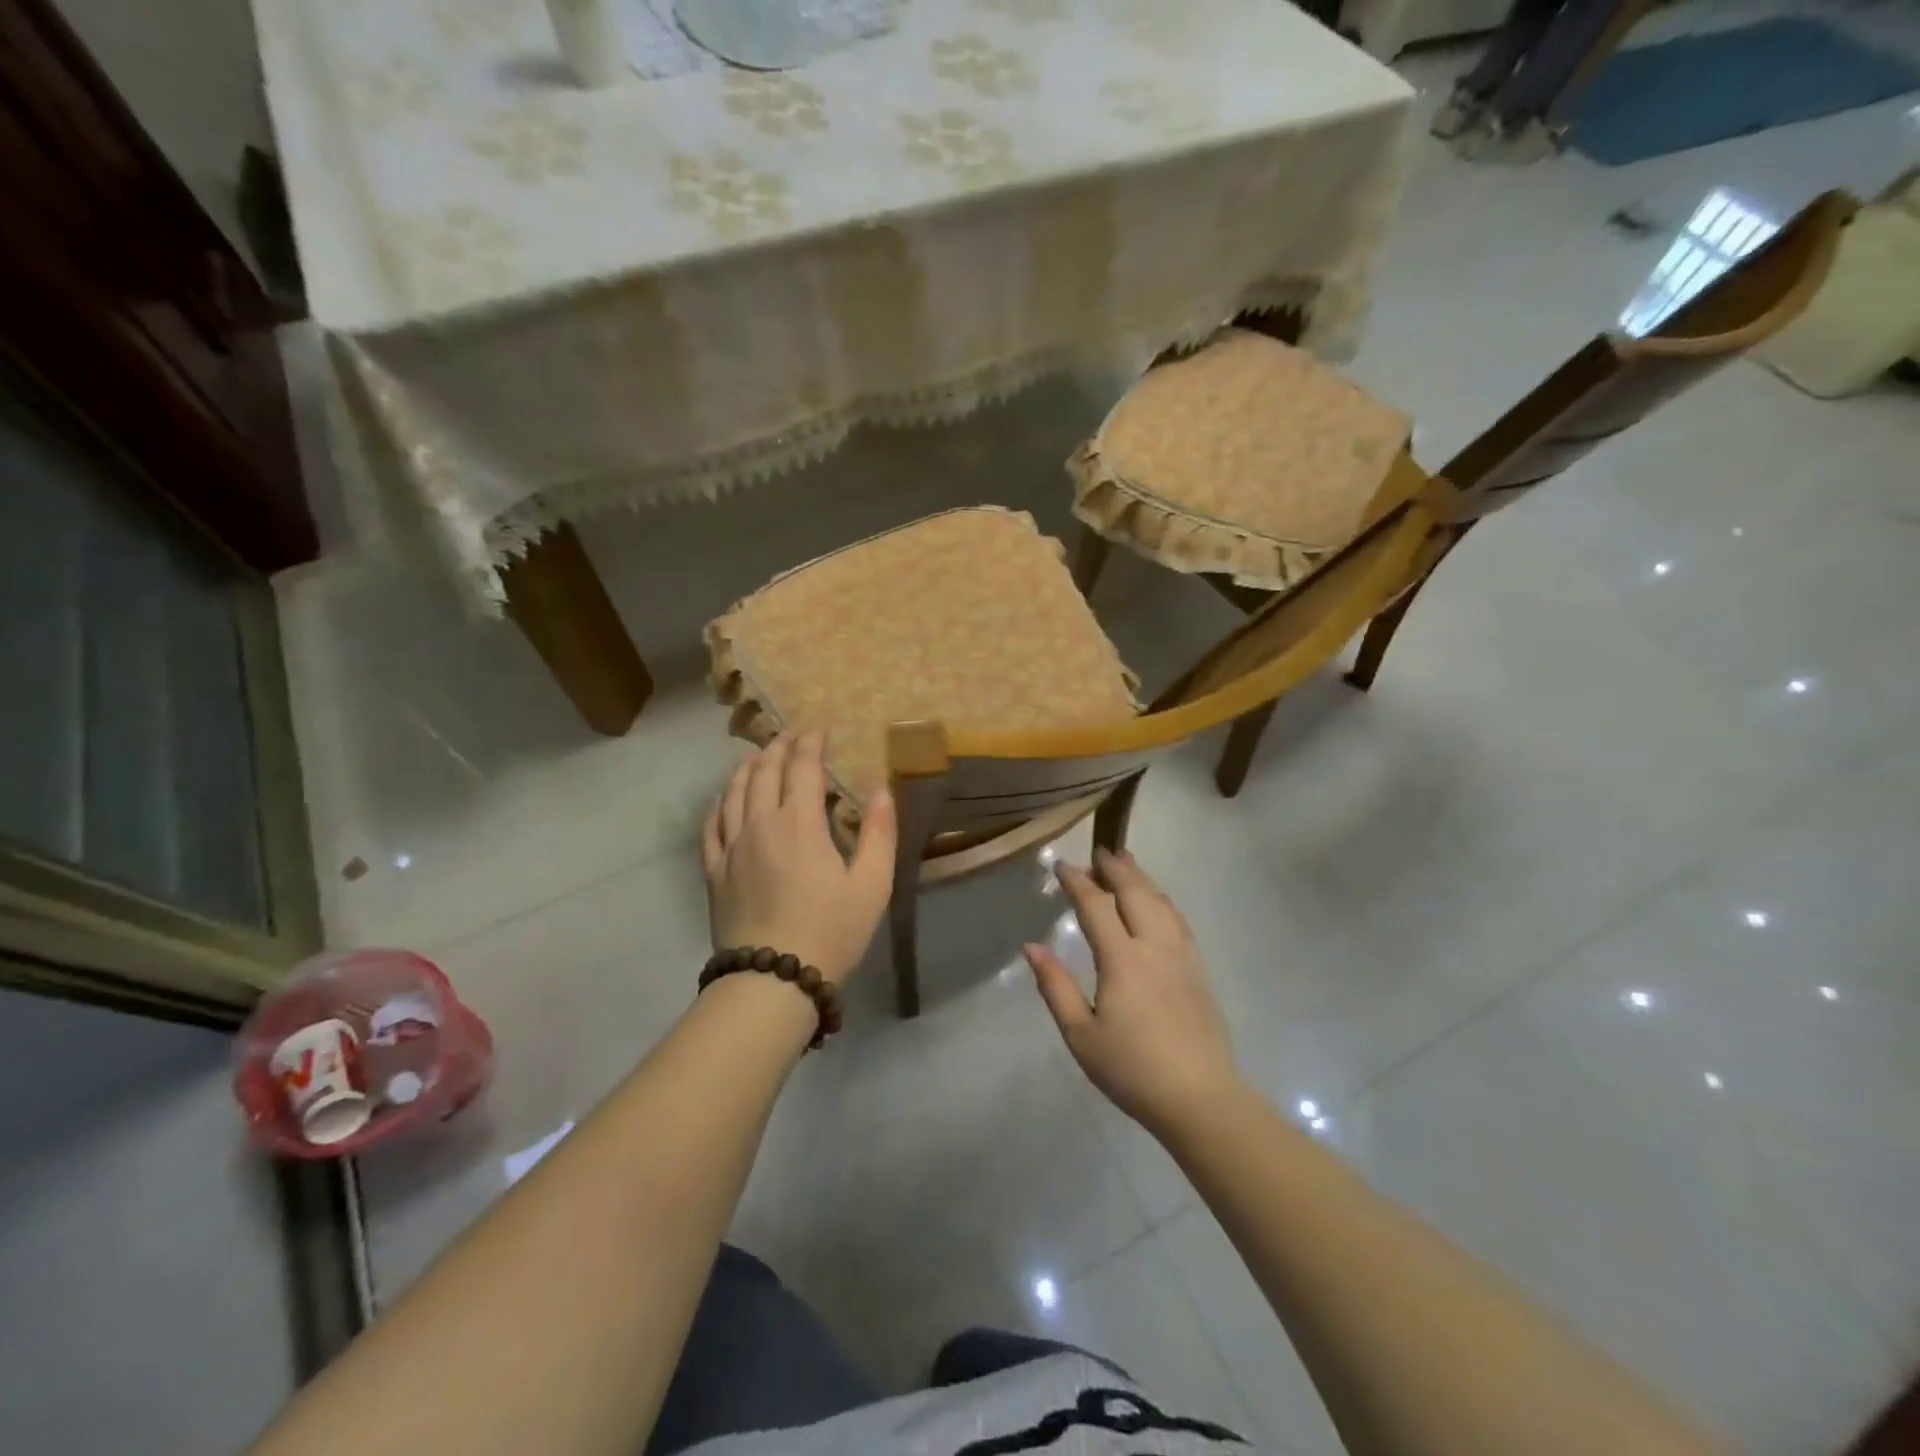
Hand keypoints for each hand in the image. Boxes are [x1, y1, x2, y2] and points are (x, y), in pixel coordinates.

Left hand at [702, 731, 897, 983]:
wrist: (771, 980)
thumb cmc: (830, 931)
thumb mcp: (872, 885)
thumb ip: (879, 833)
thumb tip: (880, 790)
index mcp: (800, 823)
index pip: (803, 768)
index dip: (811, 744)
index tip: (819, 729)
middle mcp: (760, 824)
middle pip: (764, 772)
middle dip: (778, 747)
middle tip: (789, 735)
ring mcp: (731, 848)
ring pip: (733, 793)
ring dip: (746, 768)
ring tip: (755, 755)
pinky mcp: (714, 872)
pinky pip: (711, 826)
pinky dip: (718, 803)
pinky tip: (723, 799)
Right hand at [1026, 849, 1241, 1136]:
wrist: (1200, 1098)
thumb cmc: (1132, 1069)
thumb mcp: (1080, 1035)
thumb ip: (1055, 986)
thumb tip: (1031, 947)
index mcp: (1121, 959)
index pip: (1096, 906)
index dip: (1078, 881)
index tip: (1061, 865)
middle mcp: (1154, 946)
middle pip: (1135, 893)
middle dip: (1115, 868)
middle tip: (1099, 850)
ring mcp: (1181, 956)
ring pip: (1161, 902)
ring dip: (1141, 878)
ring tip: (1128, 862)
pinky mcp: (1199, 970)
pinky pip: (1179, 921)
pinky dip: (1163, 901)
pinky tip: (1159, 902)